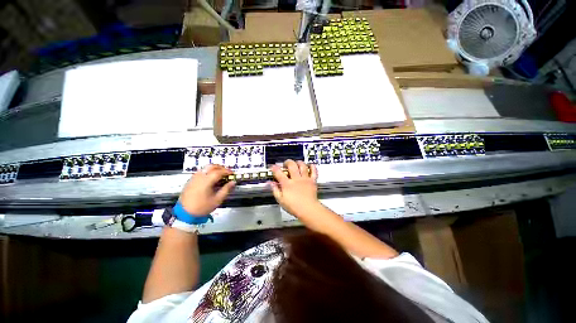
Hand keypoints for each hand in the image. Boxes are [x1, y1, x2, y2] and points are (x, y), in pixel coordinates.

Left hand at [179, 164, 234, 214]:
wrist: (185, 211)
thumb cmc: (202, 207)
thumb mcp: (216, 200)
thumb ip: (225, 190)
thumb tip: (233, 183)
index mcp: (207, 180)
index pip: (219, 171)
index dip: (227, 171)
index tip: (232, 174)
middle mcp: (200, 175)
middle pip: (212, 166)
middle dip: (221, 168)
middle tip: (227, 173)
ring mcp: (194, 176)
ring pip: (206, 168)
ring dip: (214, 169)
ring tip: (220, 175)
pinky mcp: (191, 179)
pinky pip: (201, 171)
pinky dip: (208, 172)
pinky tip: (210, 179)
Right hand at [269, 160, 321, 219]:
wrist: (308, 209)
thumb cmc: (293, 207)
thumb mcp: (281, 200)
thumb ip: (275, 190)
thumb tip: (270, 183)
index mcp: (287, 184)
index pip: (278, 172)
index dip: (274, 168)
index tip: (272, 167)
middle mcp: (296, 179)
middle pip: (291, 165)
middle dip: (287, 162)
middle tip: (285, 164)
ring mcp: (305, 179)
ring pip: (302, 165)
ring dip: (299, 162)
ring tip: (296, 163)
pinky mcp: (313, 181)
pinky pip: (313, 171)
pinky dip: (312, 166)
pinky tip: (310, 165)